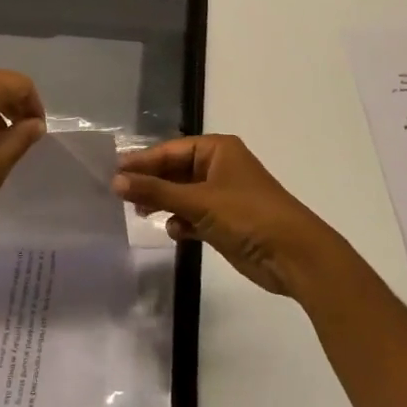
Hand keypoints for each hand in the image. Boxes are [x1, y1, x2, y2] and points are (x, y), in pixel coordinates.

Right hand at [113, 135, 339, 297]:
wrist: (294, 256)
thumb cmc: (247, 216)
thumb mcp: (198, 201)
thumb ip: (156, 190)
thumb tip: (115, 180)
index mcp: (217, 150)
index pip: (170, 150)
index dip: (141, 162)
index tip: (111, 173)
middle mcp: (219, 167)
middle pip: (174, 171)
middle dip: (151, 183)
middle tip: (119, 196)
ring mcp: (222, 196)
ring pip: (182, 194)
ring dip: (164, 203)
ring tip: (140, 213)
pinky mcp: (225, 222)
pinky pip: (194, 215)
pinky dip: (182, 222)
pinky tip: (174, 231)